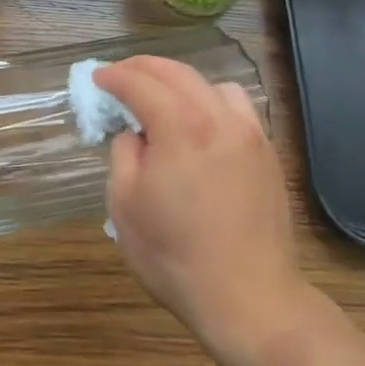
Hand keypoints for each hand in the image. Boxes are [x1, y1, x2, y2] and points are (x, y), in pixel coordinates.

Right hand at [94, 56, 312, 362]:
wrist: (249, 298)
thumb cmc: (175, 255)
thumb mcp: (124, 204)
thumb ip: (124, 153)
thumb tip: (134, 133)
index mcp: (179, 127)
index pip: (140, 83)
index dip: (114, 76)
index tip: (97, 79)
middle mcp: (218, 118)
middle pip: (177, 73)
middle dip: (143, 68)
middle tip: (120, 76)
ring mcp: (249, 134)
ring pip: (211, 84)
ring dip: (180, 81)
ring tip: (162, 98)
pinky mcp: (267, 153)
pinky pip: (237, 108)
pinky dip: (211, 101)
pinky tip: (201, 124)